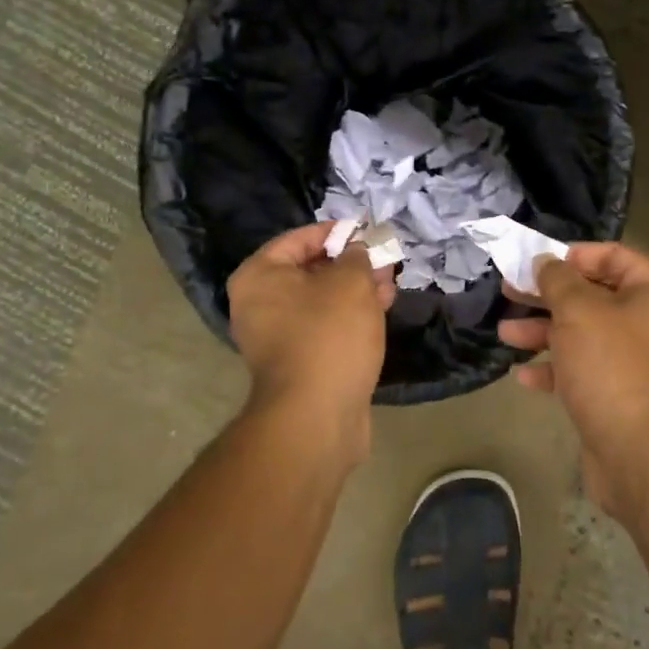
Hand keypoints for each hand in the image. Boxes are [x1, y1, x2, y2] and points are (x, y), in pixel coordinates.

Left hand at [227, 223, 394, 454]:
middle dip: (351, 264)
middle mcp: (259, 304)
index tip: (368, 232)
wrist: (317, 416)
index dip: (336, 232)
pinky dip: (350, 317)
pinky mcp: (298, 363)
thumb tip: (358, 250)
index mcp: (259, 277)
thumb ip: (357, 257)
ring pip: (321, 301)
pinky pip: (324, 327)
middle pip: (310, 270)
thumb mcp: (350, 282)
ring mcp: (276, 337)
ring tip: (389, 284)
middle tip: (384, 260)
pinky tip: (380, 310)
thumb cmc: (328, 335)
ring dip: (355, 290)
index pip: (298, 239)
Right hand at [499, 241, 648, 519]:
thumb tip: (545, 262)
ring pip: (585, 336)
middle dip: (549, 296)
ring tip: (505, 334)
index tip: (538, 262)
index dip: (574, 256)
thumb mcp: (577, 310)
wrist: (639, 452)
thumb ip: (557, 280)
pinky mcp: (621, 396)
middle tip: (510, 292)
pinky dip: (556, 369)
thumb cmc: (611, 365)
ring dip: (544, 333)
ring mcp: (638, 362)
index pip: (615, 257)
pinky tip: (524, 376)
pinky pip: (585, 371)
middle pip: (595, 297)